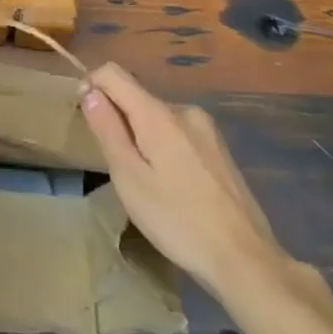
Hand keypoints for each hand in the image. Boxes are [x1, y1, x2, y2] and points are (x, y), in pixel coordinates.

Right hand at [80, 62, 295, 300]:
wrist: (246, 260)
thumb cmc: (178, 221)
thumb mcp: (130, 179)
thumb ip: (108, 130)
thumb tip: (90, 90)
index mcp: (158, 113)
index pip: (113, 73)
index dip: (91, 86)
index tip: (86, 120)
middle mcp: (184, 109)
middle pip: (137, 97)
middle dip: (120, 122)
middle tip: (121, 171)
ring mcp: (207, 129)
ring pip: (158, 119)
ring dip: (143, 139)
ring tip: (148, 186)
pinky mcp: (220, 150)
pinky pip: (179, 135)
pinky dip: (165, 150)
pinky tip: (174, 191)